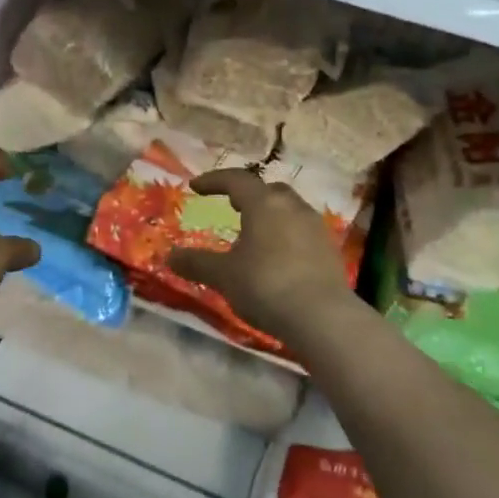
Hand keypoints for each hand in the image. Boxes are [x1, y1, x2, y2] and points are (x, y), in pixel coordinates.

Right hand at [168, 169, 356, 339]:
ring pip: (289, 210)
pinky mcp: (330, 250)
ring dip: (269, 215)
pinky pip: (302, 231)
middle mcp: (293, 207)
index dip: (213, 180)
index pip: (236, 180)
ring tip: (254, 233)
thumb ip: (196, 263)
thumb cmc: (266, 285)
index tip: (195, 186)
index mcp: (264, 204)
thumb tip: (168, 256)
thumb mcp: (224, 276)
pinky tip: (277, 256)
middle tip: (231, 205)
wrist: (322, 317)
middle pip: (268, 190)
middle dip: (248, 195)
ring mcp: (316, 227)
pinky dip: (285, 235)